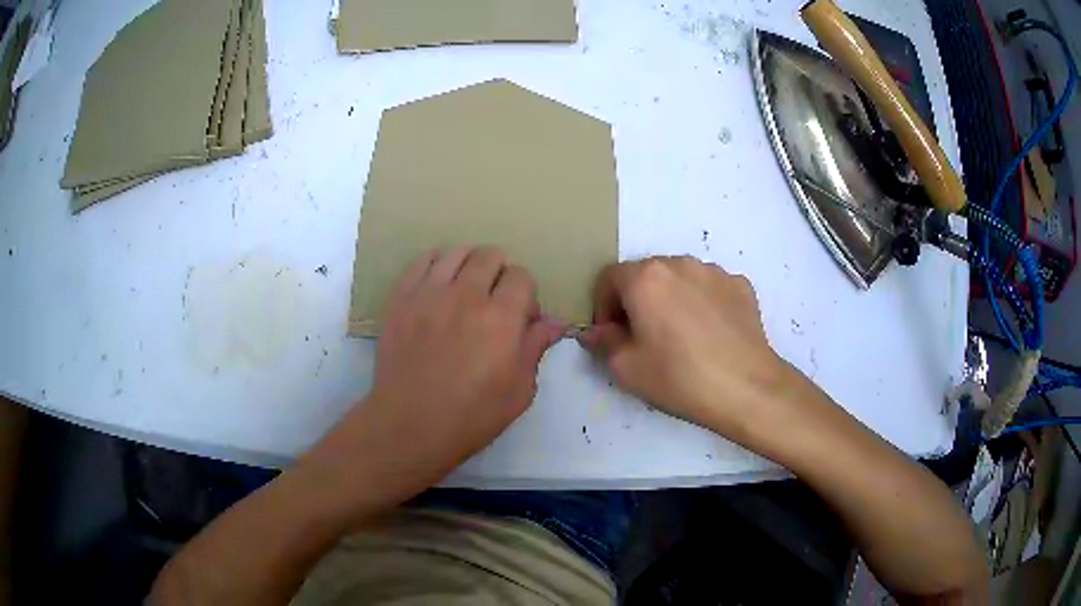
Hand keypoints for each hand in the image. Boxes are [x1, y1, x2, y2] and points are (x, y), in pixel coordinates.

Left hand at [309, 246, 564, 502]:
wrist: (409, 425)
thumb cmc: (471, 417)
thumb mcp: (518, 392)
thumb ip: (535, 349)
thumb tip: (554, 322)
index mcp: (501, 319)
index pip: (522, 276)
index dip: (526, 295)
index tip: (520, 319)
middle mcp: (466, 295)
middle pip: (490, 256)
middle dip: (500, 275)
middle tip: (493, 303)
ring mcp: (429, 293)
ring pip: (457, 251)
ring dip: (469, 265)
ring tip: (465, 290)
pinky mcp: (401, 298)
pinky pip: (422, 260)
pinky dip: (437, 263)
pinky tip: (439, 284)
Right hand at [579, 257, 790, 439]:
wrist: (746, 388)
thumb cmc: (679, 378)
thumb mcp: (626, 369)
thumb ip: (602, 342)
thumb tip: (596, 331)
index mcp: (645, 278)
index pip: (609, 278)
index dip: (603, 306)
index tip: (611, 335)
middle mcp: (679, 264)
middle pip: (645, 275)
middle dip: (637, 301)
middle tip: (643, 338)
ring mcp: (715, 272)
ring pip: (680, 279)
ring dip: (671, 299)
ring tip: (681, 336)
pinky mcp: (741, 285)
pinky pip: (710, 288)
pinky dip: (702, 303)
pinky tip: (710, 334)